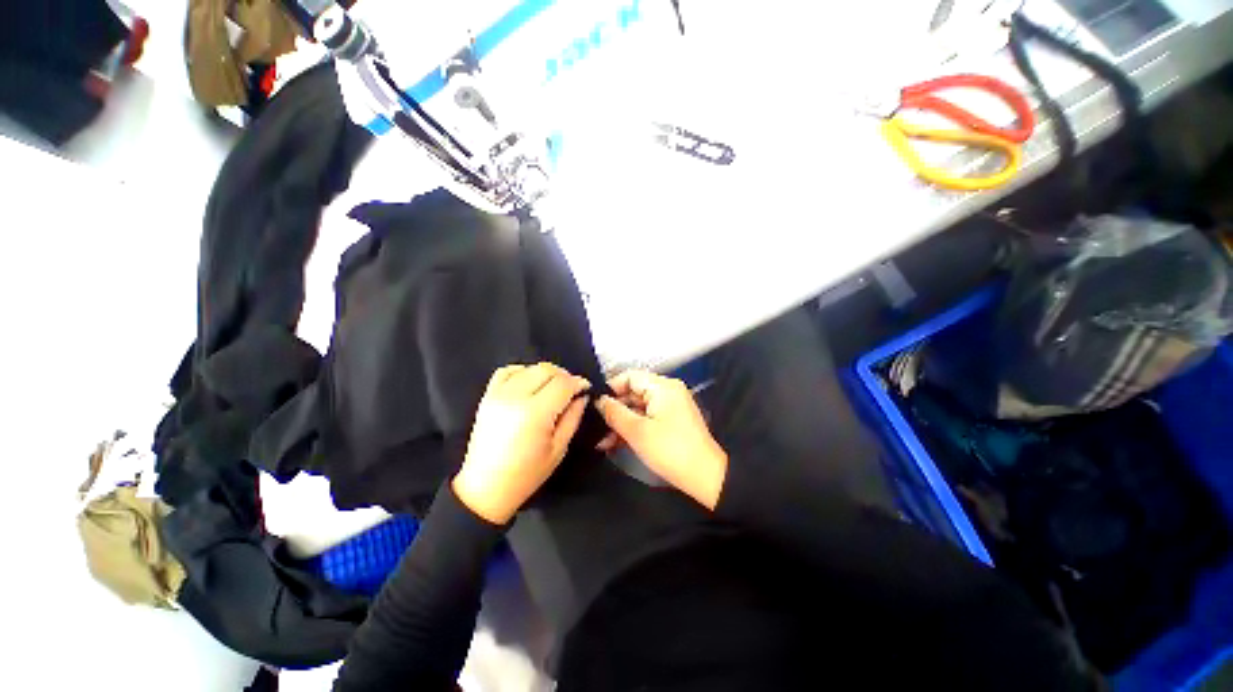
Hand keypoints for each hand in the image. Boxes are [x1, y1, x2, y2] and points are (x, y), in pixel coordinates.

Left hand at [452, 363, 590, 523]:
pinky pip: (507, 371)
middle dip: (564, 376)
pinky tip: (530, 383)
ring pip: (529, 367)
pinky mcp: (487, 396)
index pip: (563, 383)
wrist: (485, 488)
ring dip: (545, 374)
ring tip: (551, 388)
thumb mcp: (559, 449)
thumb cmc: (526, 474)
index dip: (578, 382)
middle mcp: (515, 397)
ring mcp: (498, 394)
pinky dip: (522, 372)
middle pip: (546, 370)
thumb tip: (582, 396)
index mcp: (536, 413)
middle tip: (571, 390)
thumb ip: (573, 417)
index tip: (586, 388)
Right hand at [595, 370, 727, 509]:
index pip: (630, 376)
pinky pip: (647, 418)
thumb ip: (614, 413)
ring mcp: (670, 407)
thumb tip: (599, 400)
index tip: (594, 404)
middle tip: (595, 427)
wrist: (705, 477)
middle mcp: (667, 391)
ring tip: (602, 441)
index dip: (610, 388)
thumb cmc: (671, 450)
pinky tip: (616, 443)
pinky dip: (633, 428)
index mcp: (662, 387)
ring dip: (621, 422)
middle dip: (613, 410)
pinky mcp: (671, 421)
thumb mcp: (637, 431)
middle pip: (633, 392)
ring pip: (638, 408)